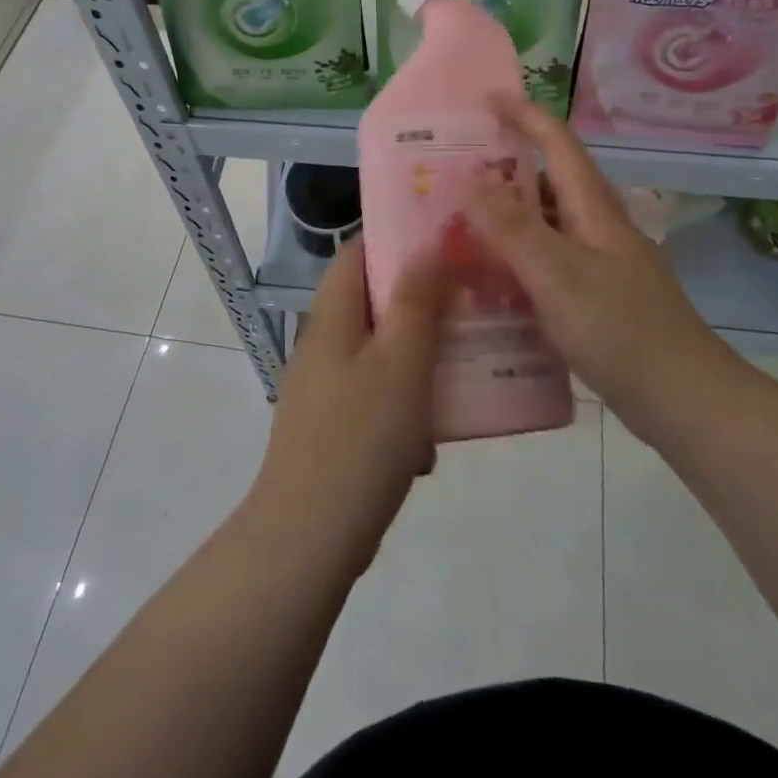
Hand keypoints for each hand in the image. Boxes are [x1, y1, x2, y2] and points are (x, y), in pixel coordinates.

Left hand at [246, 238, 452, 576]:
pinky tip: (431, 442)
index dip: (397, 237)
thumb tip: (431, 242)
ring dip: (418, 360)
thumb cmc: (360, 437)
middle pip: (373, 303)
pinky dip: (405, 407)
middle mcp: (323, 345)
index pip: (357, 252)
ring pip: (380, 354)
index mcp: (332, 317)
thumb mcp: (401, 360)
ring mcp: (324, 390)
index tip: (445, 238)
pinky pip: (376, 399)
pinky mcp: (332, 431)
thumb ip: (418, 299)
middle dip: (420, 303)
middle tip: (469, 303)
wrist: (308, 540)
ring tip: (462, 371)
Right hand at [464, 94, 736, 432]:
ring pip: (550, 222)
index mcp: (594, 209)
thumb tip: (471, 178)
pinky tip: (494, 280)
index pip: (558, 143)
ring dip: (511, 214)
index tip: (487, 97)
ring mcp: (603, 263)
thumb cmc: (620, 330)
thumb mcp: (557, 275)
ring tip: (465, 222)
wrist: (685, 401)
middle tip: (459, 170)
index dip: (524, 115)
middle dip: (508, 166)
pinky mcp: (600, 296)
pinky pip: (551, 260)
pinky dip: (521, 256)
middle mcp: (600, 227)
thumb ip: (513, 227)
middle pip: (552, 180)